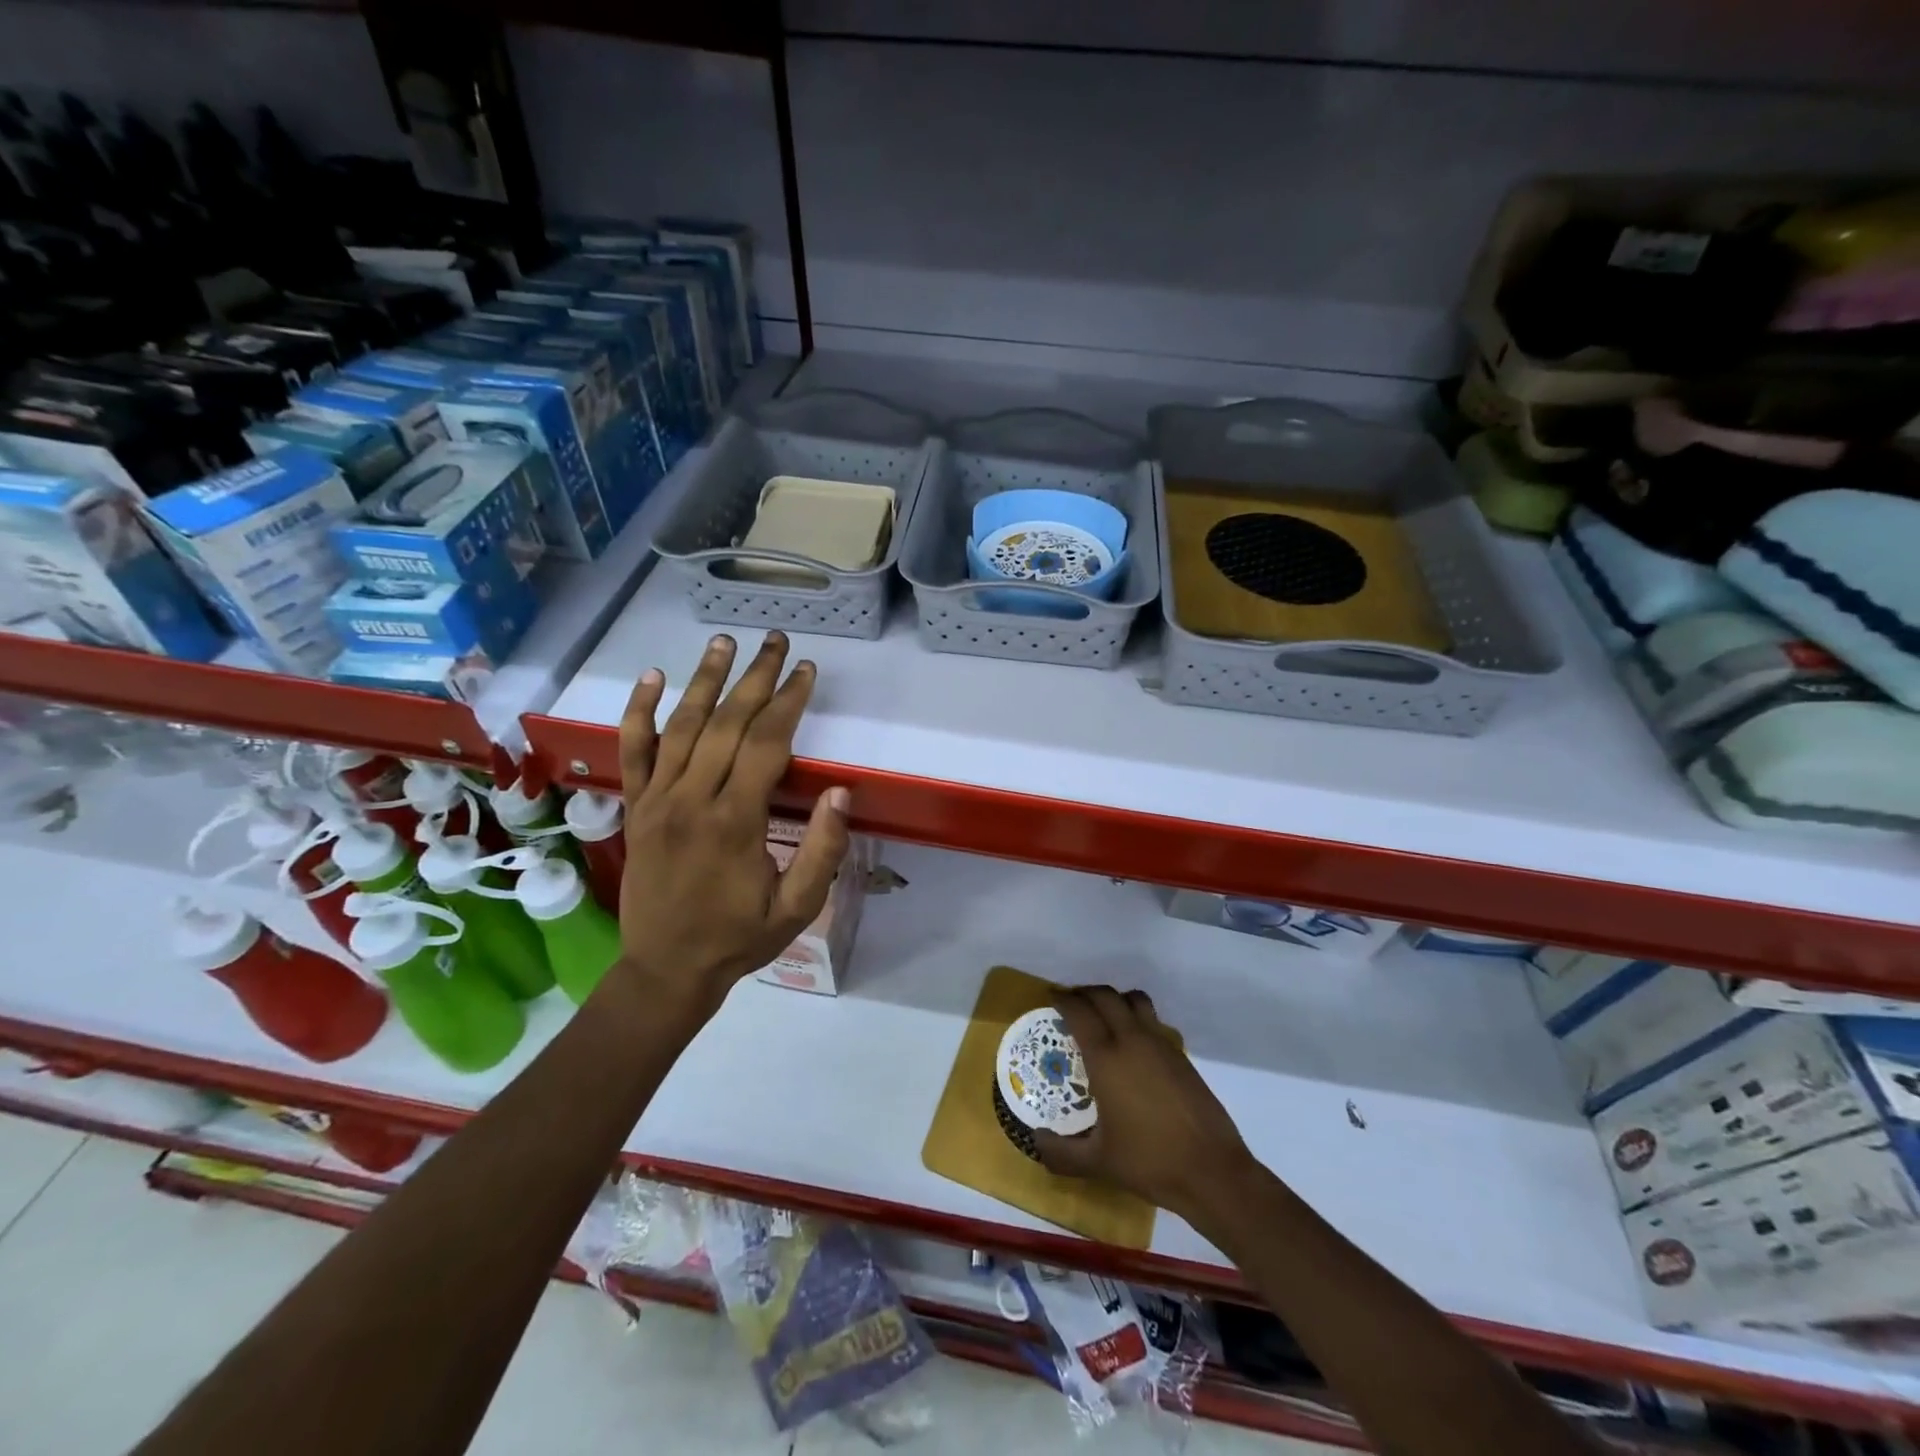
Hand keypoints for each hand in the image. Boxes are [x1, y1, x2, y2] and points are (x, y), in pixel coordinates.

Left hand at [609, 632, 850, 1024]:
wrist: (665, 969)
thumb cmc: (738, 938)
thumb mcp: (796, 908)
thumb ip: (822, 852)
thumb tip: (841, 794)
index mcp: (734, 822)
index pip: (766, 744)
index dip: (789, 702)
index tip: (808, 671)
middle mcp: (692, 799)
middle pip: (726, 722)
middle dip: (756, 677)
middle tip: (776, 641)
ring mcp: (657, 800)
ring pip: (682, 726)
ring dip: (705, 679)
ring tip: (725, 642)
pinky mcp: (636, 807)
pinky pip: (633, 751)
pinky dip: (640, 711)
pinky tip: (653, 677)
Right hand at [1034, 986, 1254, 1225]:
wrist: (1211, 1171)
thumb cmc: (1149, 1162)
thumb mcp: (1097, 1163)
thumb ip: (1060, 1153)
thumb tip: (1036, 1140)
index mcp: (1106, 1058)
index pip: (1079, 1012)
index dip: (1062, 1000)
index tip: (1051, 998)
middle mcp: (1132, 1040)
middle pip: (1105, 996)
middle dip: (1085, 993)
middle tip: (1071, 1003)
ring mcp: (1160, 1045)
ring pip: (1134, 1000)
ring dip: (1114, 999)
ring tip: (1103, 1016)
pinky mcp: (1180, 1056)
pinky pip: (1152, 1020)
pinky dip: (1136, 1018)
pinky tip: (1131, 1046)